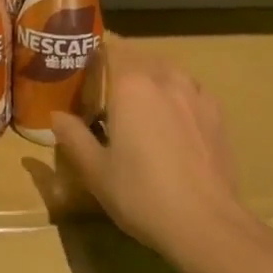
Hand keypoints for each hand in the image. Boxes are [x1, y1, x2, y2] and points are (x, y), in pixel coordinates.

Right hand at [52, 38, 258, 272]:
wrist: (206, 225)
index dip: (96, 54)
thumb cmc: (142, 195)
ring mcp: (195, 94)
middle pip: (139, 57)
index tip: (84, 70)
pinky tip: (174, 120)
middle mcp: (164, 78)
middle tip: (108, 92)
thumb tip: (56, 116)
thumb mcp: (95, 171)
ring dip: (152, 78)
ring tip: (142, 104)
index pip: (111, 48)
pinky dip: (178, 95)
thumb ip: (73, 137)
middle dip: (122, 67)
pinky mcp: (216, 114)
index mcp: (130, 84)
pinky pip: (191, 91)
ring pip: (168, 71)